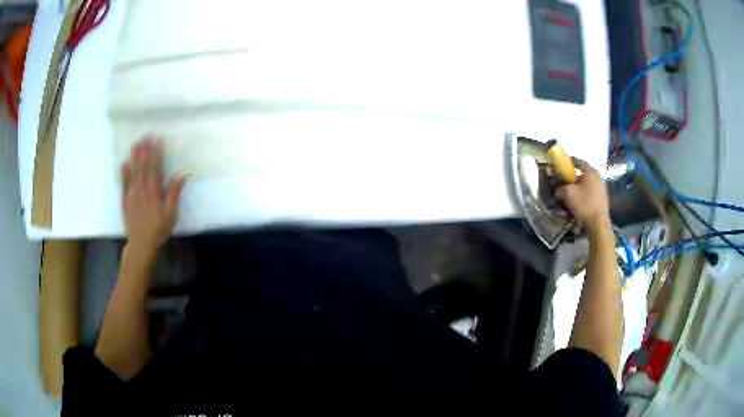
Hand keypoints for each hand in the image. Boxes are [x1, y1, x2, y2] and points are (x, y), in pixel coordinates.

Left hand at [121, 136, 186, 252]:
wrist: (141, 244)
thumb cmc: (158, 229)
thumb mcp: (170, 213)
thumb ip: (174, 193)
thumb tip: (182, 174)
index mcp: (153, 192)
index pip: (155, 168)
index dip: (156, 153)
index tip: (158, 139)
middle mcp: (141, 189)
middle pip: (143, 166)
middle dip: (145, 150)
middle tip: (146, 135)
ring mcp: (131, 194)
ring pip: (133, 171)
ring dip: (135, 157)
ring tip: (136, 143)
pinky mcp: (125, 200)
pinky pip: (124, 183)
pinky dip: (124, 172)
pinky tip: (125, 162)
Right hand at [556, 159, 609, 231]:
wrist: (598, 223)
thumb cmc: (584, 204)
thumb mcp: (568, 194)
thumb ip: (561, 189)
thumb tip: (558, 190)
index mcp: (591, 172)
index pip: (579, 162)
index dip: (570, 162)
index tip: (564, 164)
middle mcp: (598, 177)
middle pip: (584, 174)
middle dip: (575, 177)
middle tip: (567, 181)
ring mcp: (602, 188)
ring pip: (588, 184)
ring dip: (580, 186)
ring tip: (572, 193)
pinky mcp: (603, 199)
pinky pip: (592, 192)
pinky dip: (585, 194)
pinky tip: (580, 201)